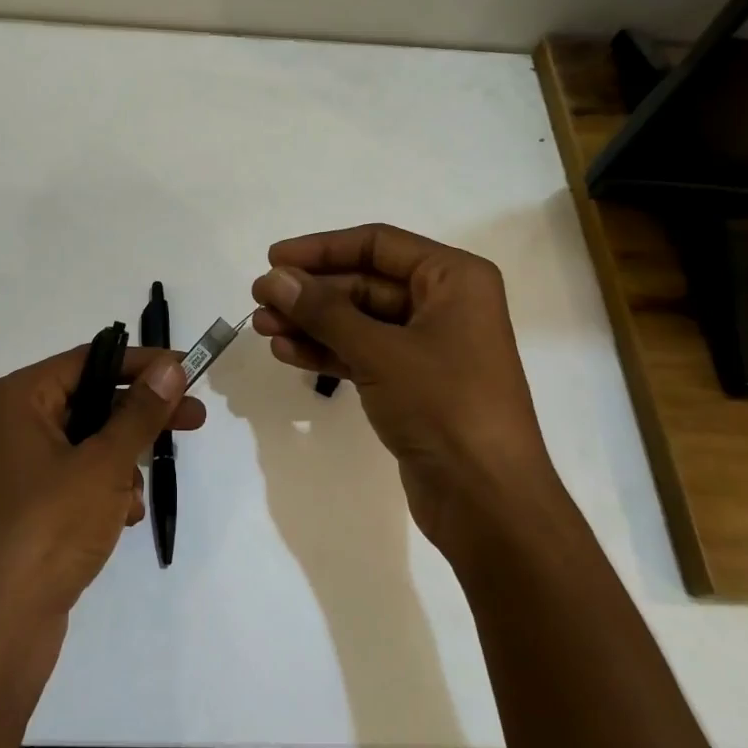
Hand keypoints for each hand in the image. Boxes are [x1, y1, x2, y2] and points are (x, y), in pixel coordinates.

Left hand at [0, 347, 204, 638]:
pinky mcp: (19, 512)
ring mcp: (9, 472)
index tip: (186, 370)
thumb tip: (170, 366)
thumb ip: (140, 412)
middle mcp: (6, 427)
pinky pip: (70, 481)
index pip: (88, 361)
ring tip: (135, 497)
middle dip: (139, 418)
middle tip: (193, 419)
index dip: (141, 364)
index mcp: (15, 400)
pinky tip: (121, 520)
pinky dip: (100, 493)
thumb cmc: (47, 529)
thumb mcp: (104, 465)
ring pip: (83, 446)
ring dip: (120, 464)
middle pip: (88, 403)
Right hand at [249, 223, 550, 555]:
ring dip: (311, 323)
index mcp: (454, 279)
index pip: (378, 244)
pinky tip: (286, 352)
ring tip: (262, 326)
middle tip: (260, 299)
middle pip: (365, 282)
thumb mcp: (379, 351)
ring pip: (359, 321)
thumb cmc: (444, 406)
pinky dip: (327, 352)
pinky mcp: (413, 384)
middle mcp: (444, 304)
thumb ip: (323, 311)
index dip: (322, 248)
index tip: (274, 258)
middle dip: (311, 292)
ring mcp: (429, 347)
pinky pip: (363, 354)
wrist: (488, 502)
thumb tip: (275, 278)